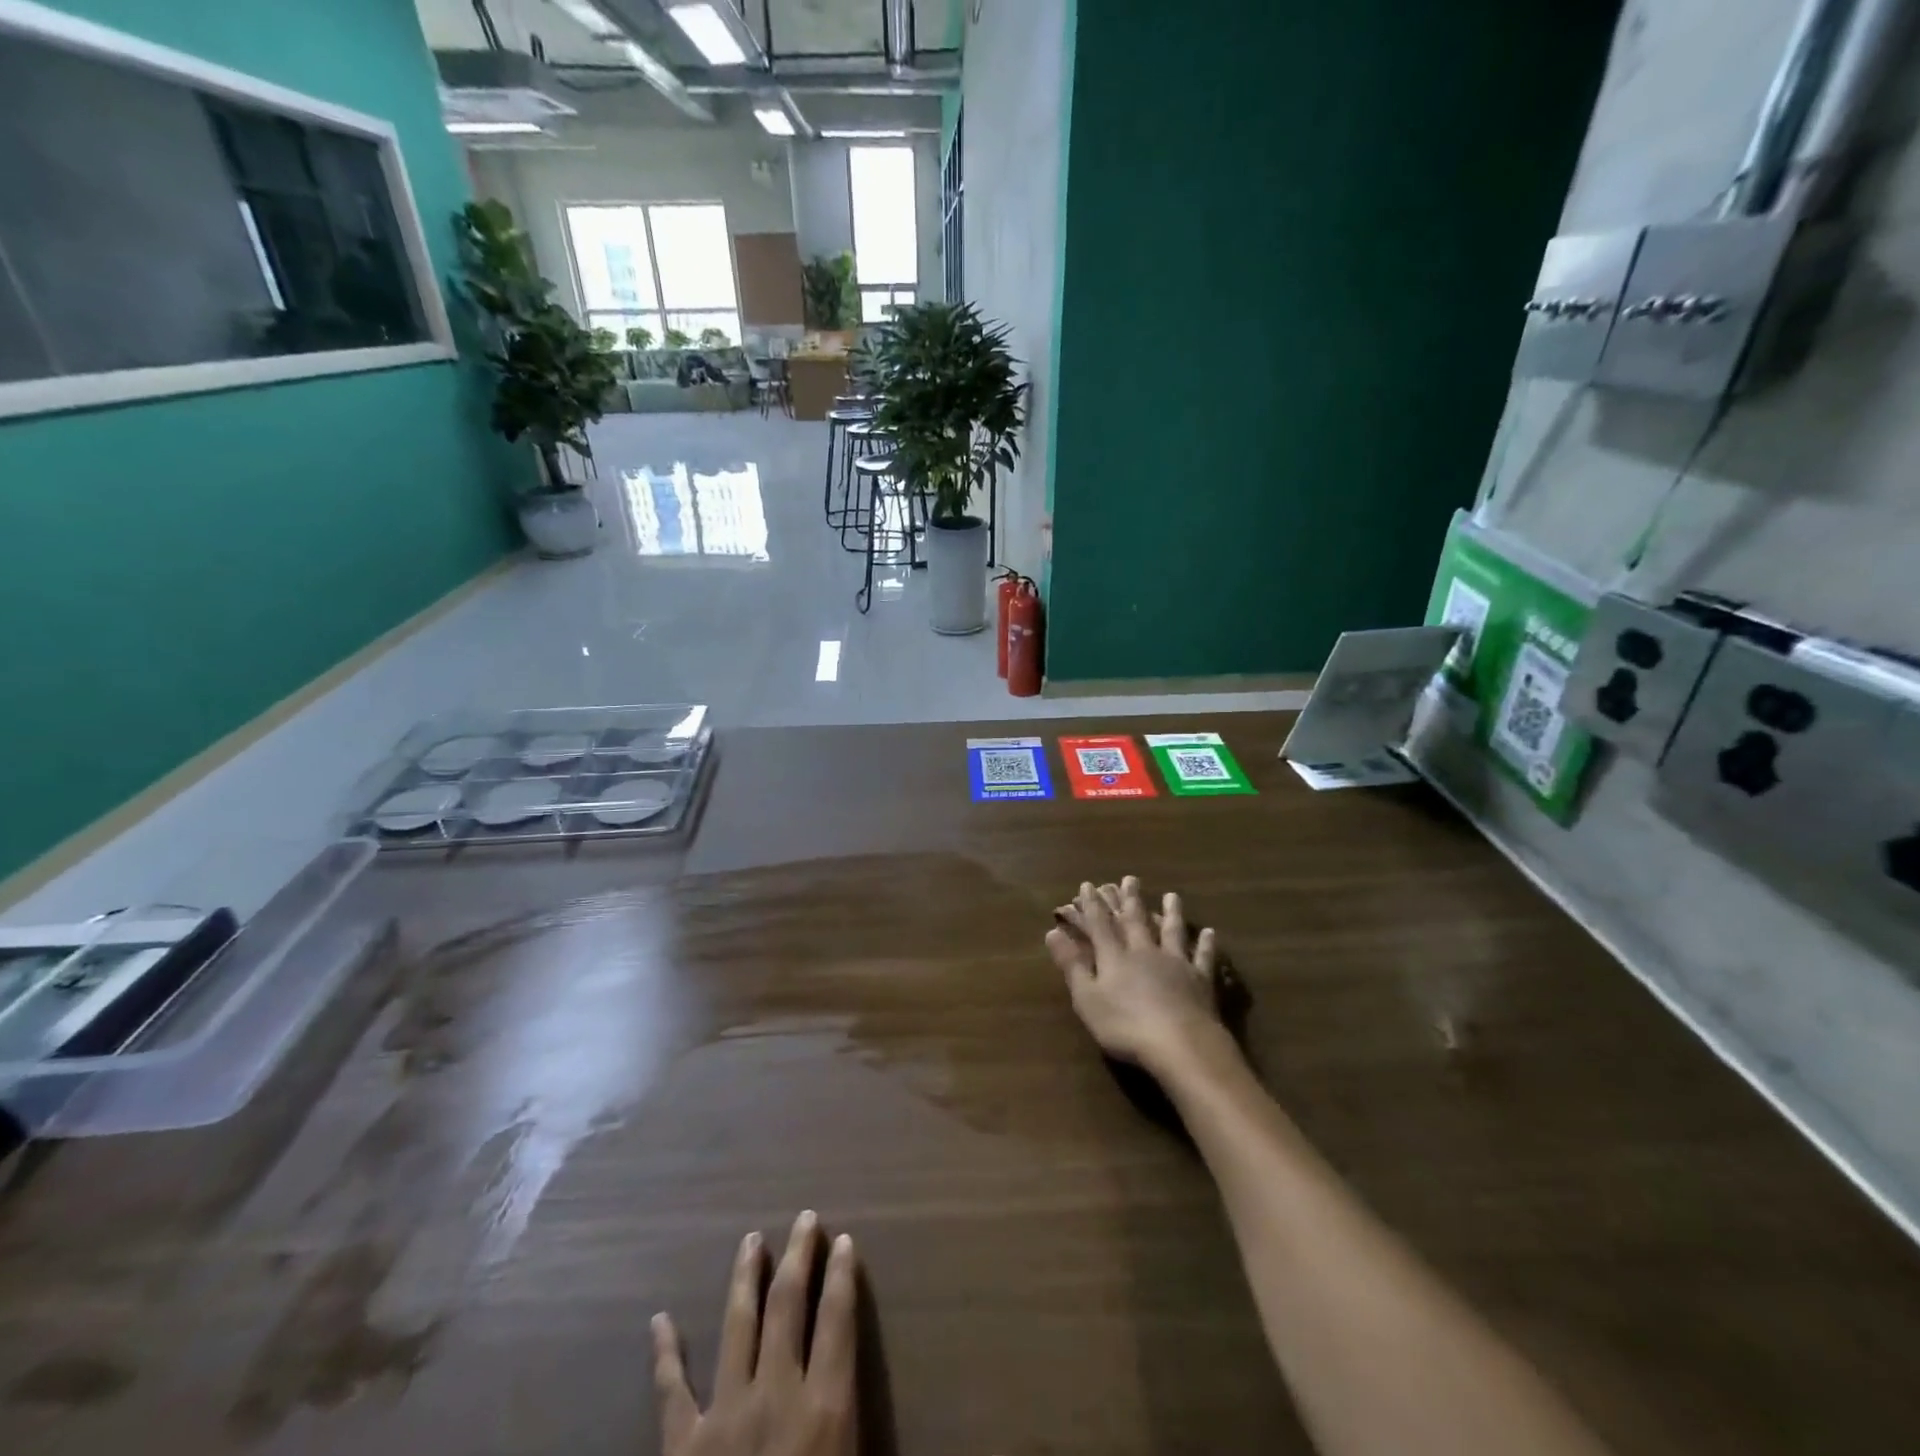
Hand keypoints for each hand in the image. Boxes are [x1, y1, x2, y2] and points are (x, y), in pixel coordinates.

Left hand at [653, 1212, 858, 1455]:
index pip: (838, 1320)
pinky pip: (671, 1390)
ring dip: (746, 1278)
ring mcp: (724, 1415)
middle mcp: (776, 1395)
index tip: (844, 1240)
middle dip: (798, 1256)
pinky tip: (658, 1320)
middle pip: (789, 1305)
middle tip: (803, 1219)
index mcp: (823, 1410)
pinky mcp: (681, 1447)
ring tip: (751, 1240)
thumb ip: (852, 1435)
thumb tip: (862, 1403)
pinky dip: (664, 1353)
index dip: (842, 1276)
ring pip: (738, 1325)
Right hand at [1046, 876, 1230, 1074]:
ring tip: (1171, 895)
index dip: (1092, 905)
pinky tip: (1210, 932)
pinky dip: (1206, 944)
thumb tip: (1053, 933)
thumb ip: (1072, 965)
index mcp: (1115, 957)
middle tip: (1130, 878)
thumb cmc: (1125, 1026)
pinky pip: (1203, 957)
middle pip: (1136, 920)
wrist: (1181, 1045)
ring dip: (1171, 913)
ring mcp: (1176, 963)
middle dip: (1130, 899)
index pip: (1100, 924)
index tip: (1087, 885)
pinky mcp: (1201, 980)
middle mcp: (1145, 951)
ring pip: (1172, 931)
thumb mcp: (1088, 999)